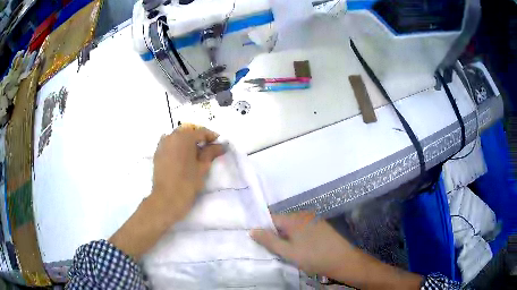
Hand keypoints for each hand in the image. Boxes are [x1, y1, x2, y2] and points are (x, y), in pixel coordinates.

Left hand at [109, 126, 224, 259]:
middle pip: (188, 131)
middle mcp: (171, 136)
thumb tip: (222, 145)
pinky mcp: (157, 153)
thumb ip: (211, 153)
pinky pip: (169, 144)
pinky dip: (178, 146)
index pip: (201, 132)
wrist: (166, 199)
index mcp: (183, 137)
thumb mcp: (202, 167)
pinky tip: (183, 157)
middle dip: (198, 137)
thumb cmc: (187, 183)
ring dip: (187, 141)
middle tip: (208, 148)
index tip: (219, 143)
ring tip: (195, 153)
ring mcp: (162, 144)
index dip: (212, 136)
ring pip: (177, 137)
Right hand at [250, 212, 354, 276]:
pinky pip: (302, 229)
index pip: (271, 218)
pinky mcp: (320, 226)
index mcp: (294, 218)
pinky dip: (296, 237)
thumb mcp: (288, 252)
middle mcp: (303, 215)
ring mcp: (313, 220)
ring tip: (284, 251)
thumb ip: (269, 241)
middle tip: (271, 250)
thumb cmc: (313, 257)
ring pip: (292, 226)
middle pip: (282, 222)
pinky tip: (299, 249)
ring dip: (286, 236)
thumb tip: (252, 230)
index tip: (258, 241)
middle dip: (275, 234)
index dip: (263, 229)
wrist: (342, 260)